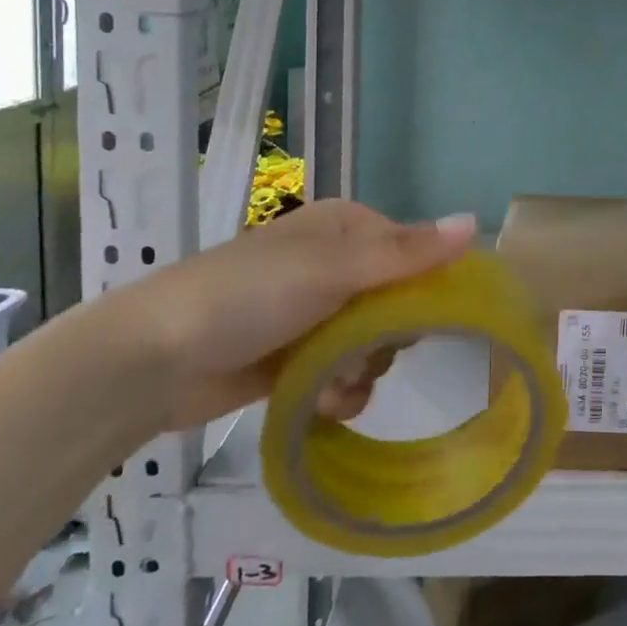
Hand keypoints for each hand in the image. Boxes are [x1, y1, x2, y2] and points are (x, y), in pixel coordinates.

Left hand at [91, 200, 476, 431]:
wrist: (150, 360)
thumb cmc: (247, 296)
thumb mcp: (333, 269)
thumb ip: (407, 252)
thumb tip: (477, 222)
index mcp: (347, 228)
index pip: (416, 253)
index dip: (427, 288)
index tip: (427, 321)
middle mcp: (335, 265)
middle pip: (400, 303)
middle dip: (390, 338)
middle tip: (369, 353)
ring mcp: (315, 313)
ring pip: (374, 343)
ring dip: (363, 370)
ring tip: (336, 386)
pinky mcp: (296, 358)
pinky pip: (343, 373)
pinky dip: (340, 391)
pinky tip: (324, 403)